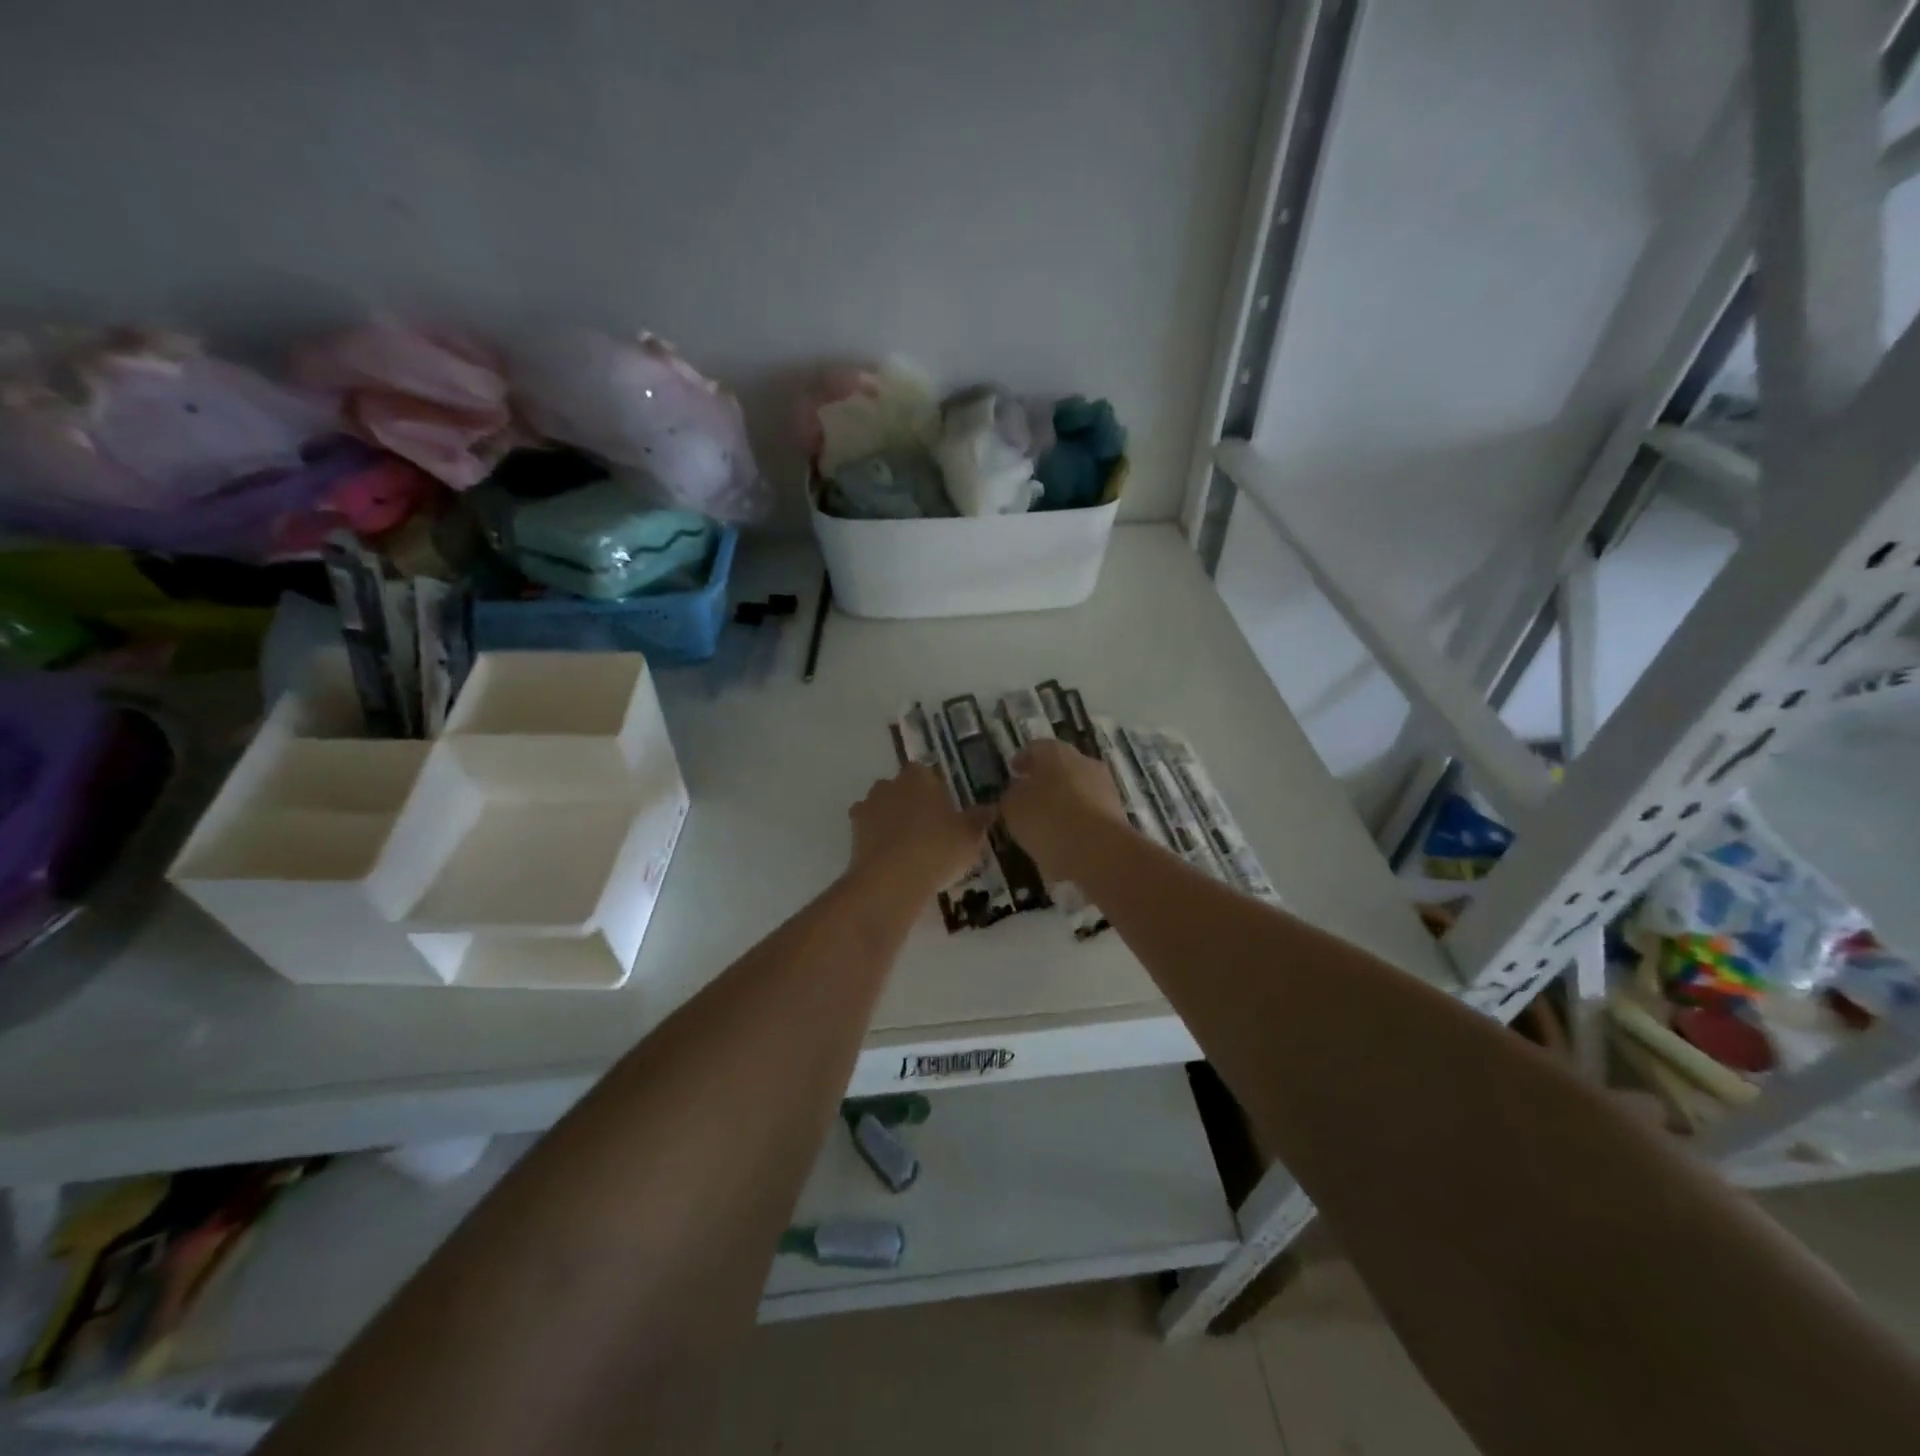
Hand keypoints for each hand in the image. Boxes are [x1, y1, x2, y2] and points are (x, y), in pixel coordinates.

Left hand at [848, 765, 994, 897]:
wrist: (892, 879)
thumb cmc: (938, 848)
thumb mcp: (970, 835)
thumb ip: (979, 819)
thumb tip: (989, 809)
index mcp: (920, 777)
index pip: (926, 772)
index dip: (934, 790)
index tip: (944, 809)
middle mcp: (890, 784)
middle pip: (902, 788)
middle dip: (912, 803)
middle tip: (929, 829)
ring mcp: (868, 806)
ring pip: (883, 807)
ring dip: (892, 819)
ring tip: (909, 846)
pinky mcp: (853, 832)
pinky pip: (869, 830)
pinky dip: (877, 839)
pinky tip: (890, 857)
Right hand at [999, 739, 1127, 880]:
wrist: (1099, 850)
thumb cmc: (1047, 819)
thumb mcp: (1013, 808)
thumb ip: (1011, 796)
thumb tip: (1018, 793)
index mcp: (1056, 752)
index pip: (1035, 748)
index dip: (1022, 760)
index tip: (1013, 772)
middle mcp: (1084, 763)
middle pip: (1060, 768)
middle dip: (1044, 782)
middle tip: (1028, 798)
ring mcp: (1105, 788)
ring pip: (1077, 791)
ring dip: (1062, 804)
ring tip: (1044, 826)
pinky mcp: (1117, 814)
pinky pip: (1089, 814)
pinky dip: (1076, 824)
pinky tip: (1063, 843)